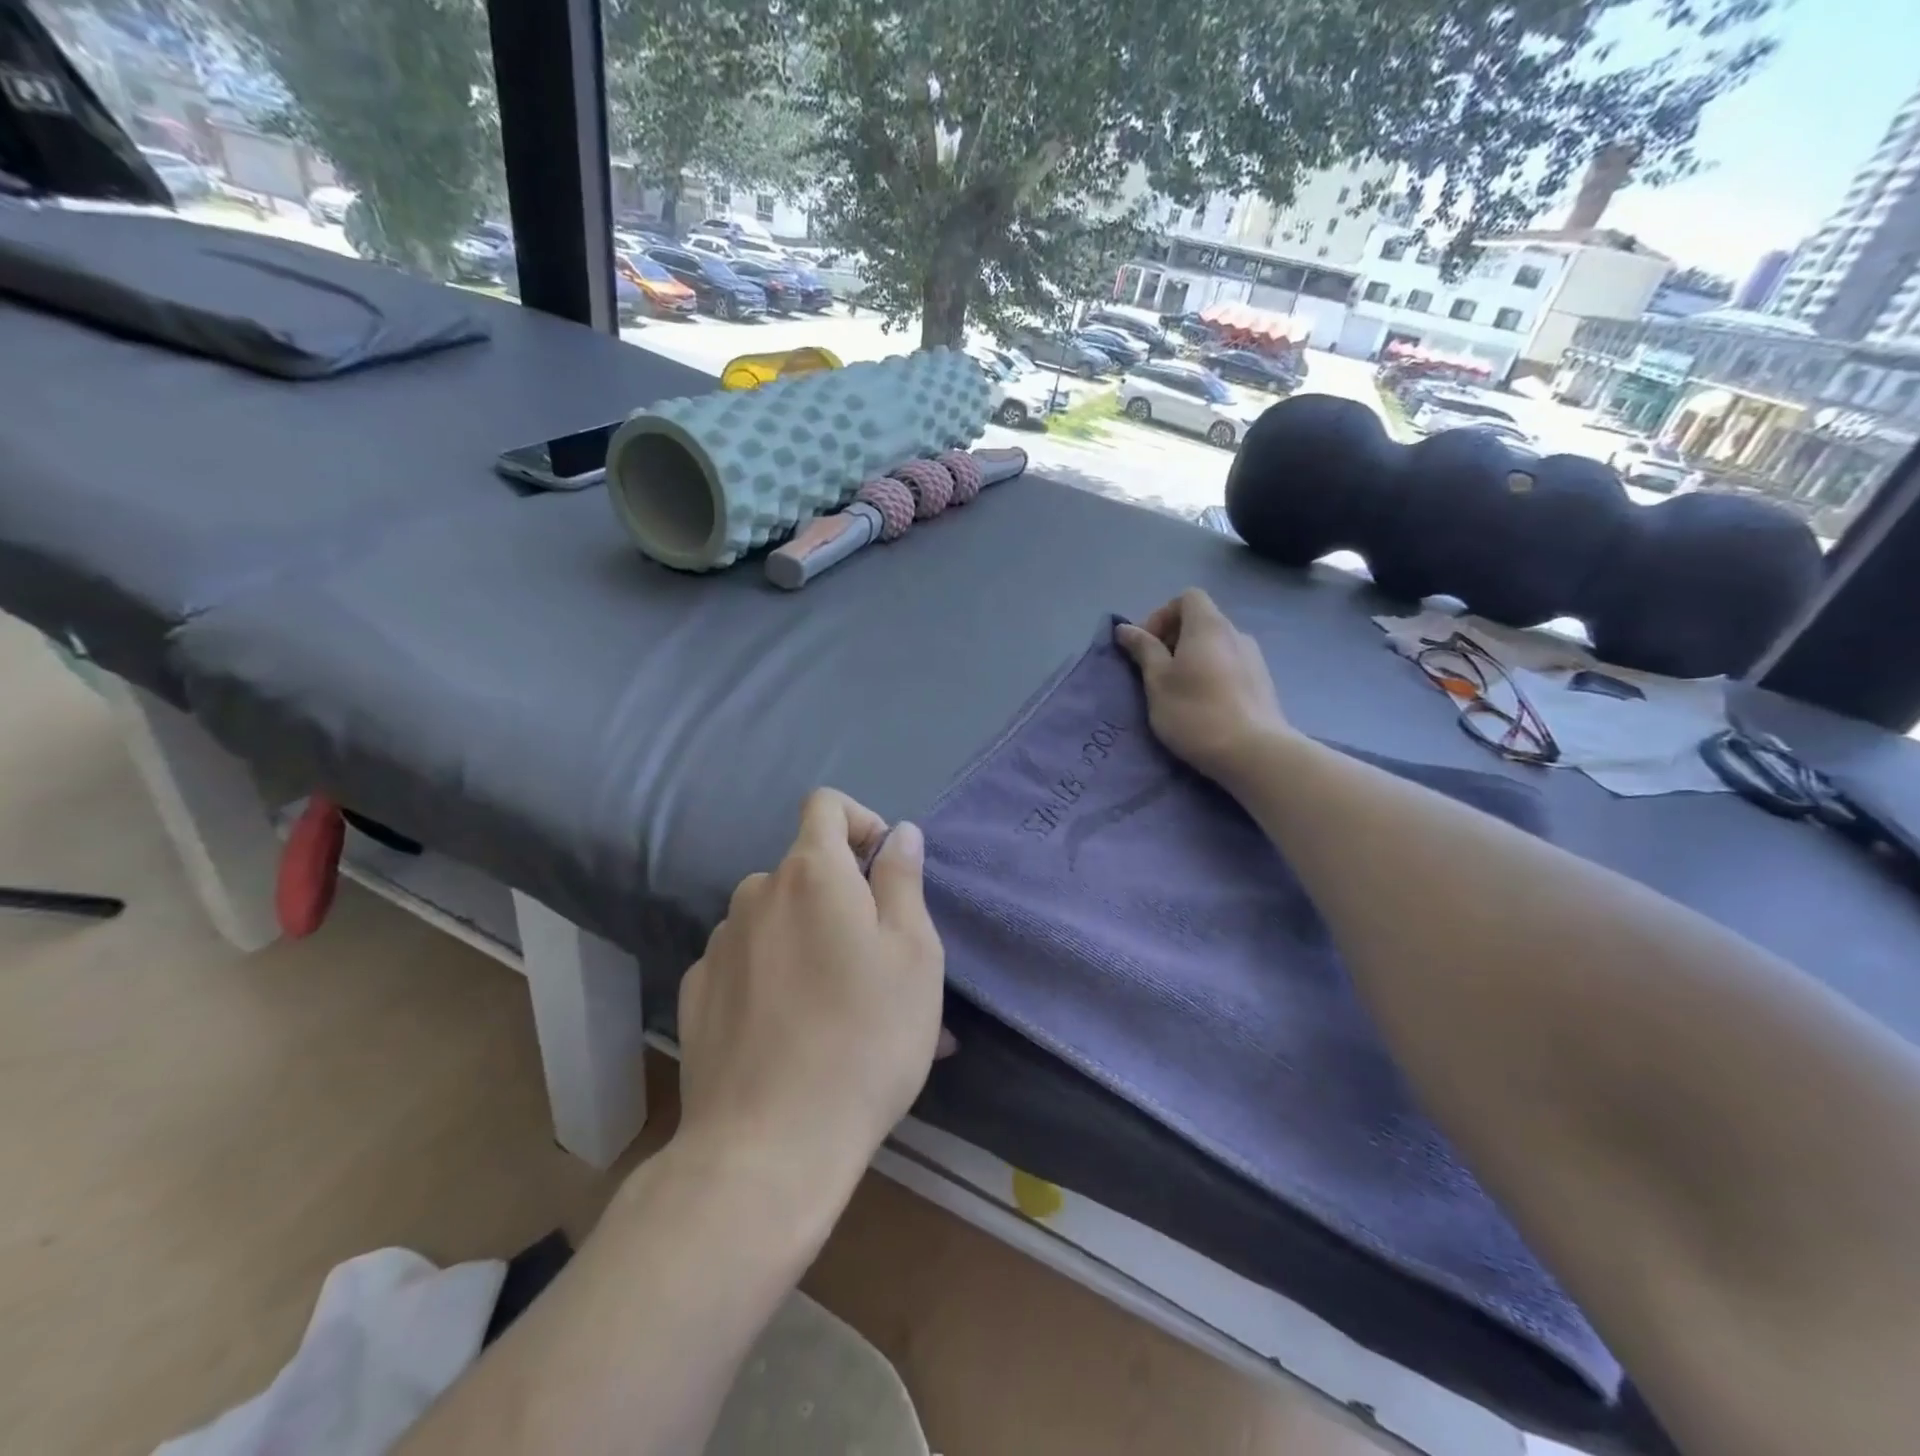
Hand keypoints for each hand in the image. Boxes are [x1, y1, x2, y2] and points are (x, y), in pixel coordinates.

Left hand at [676, 789, 945, 1188]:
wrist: (768, 1148)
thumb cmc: (864, 1039)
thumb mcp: (914, 954)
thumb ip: (902, 880)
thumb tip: (898, 833)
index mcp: (811, 874)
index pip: (826, 805)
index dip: (860, 821)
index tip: (884, 870)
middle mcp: (755, 894)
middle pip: (805, 870)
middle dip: (844, 897)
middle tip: (880, 963)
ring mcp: (719, 945)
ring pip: (778, 920)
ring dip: (812, 940)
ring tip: (845, 1009)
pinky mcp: (697, 993)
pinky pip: (747, 961)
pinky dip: (775, 975)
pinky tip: (794, 1033)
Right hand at [1115, 589, 1291, 785]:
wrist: (1253, 752)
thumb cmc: (1195, 712)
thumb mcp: (1157, 681)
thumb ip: (1143, 650)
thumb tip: (1125, 628)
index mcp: (1208, 626)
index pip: (1187, 597)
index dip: (1162, 615)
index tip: (1148, 647)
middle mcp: (1236, 633)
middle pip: (1201, 621)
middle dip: (1174, 640)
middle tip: (1156, 673)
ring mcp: (1254, 658)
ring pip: (1216, 646)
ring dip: (1193, 659)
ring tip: (1179, 692)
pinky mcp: (1263, 682)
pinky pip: (1230, 666)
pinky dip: (1212, 674)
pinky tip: (1205, 705)